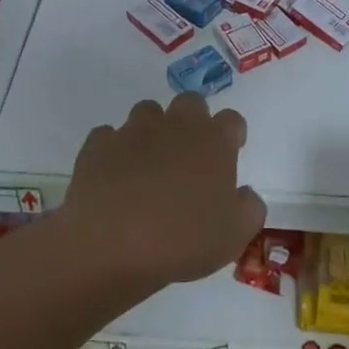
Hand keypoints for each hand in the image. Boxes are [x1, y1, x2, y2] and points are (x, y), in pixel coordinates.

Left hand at [61, 94, 266, 291]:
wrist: (109, 245)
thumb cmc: (182, 240)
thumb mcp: (234, 236)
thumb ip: (250, 208)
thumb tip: (244, 193)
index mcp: (214, 142)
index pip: (232, 120)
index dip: (232, 135)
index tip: (228, 155)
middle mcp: (175, 126)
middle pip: (190, 102)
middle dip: (193, 121)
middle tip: (190, 156)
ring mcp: (133, 131)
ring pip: (148, 112)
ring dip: (153, 130)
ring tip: (150, 165)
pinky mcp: (98, 145)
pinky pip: (110, 136)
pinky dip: (115, 150)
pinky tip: (114, 176)